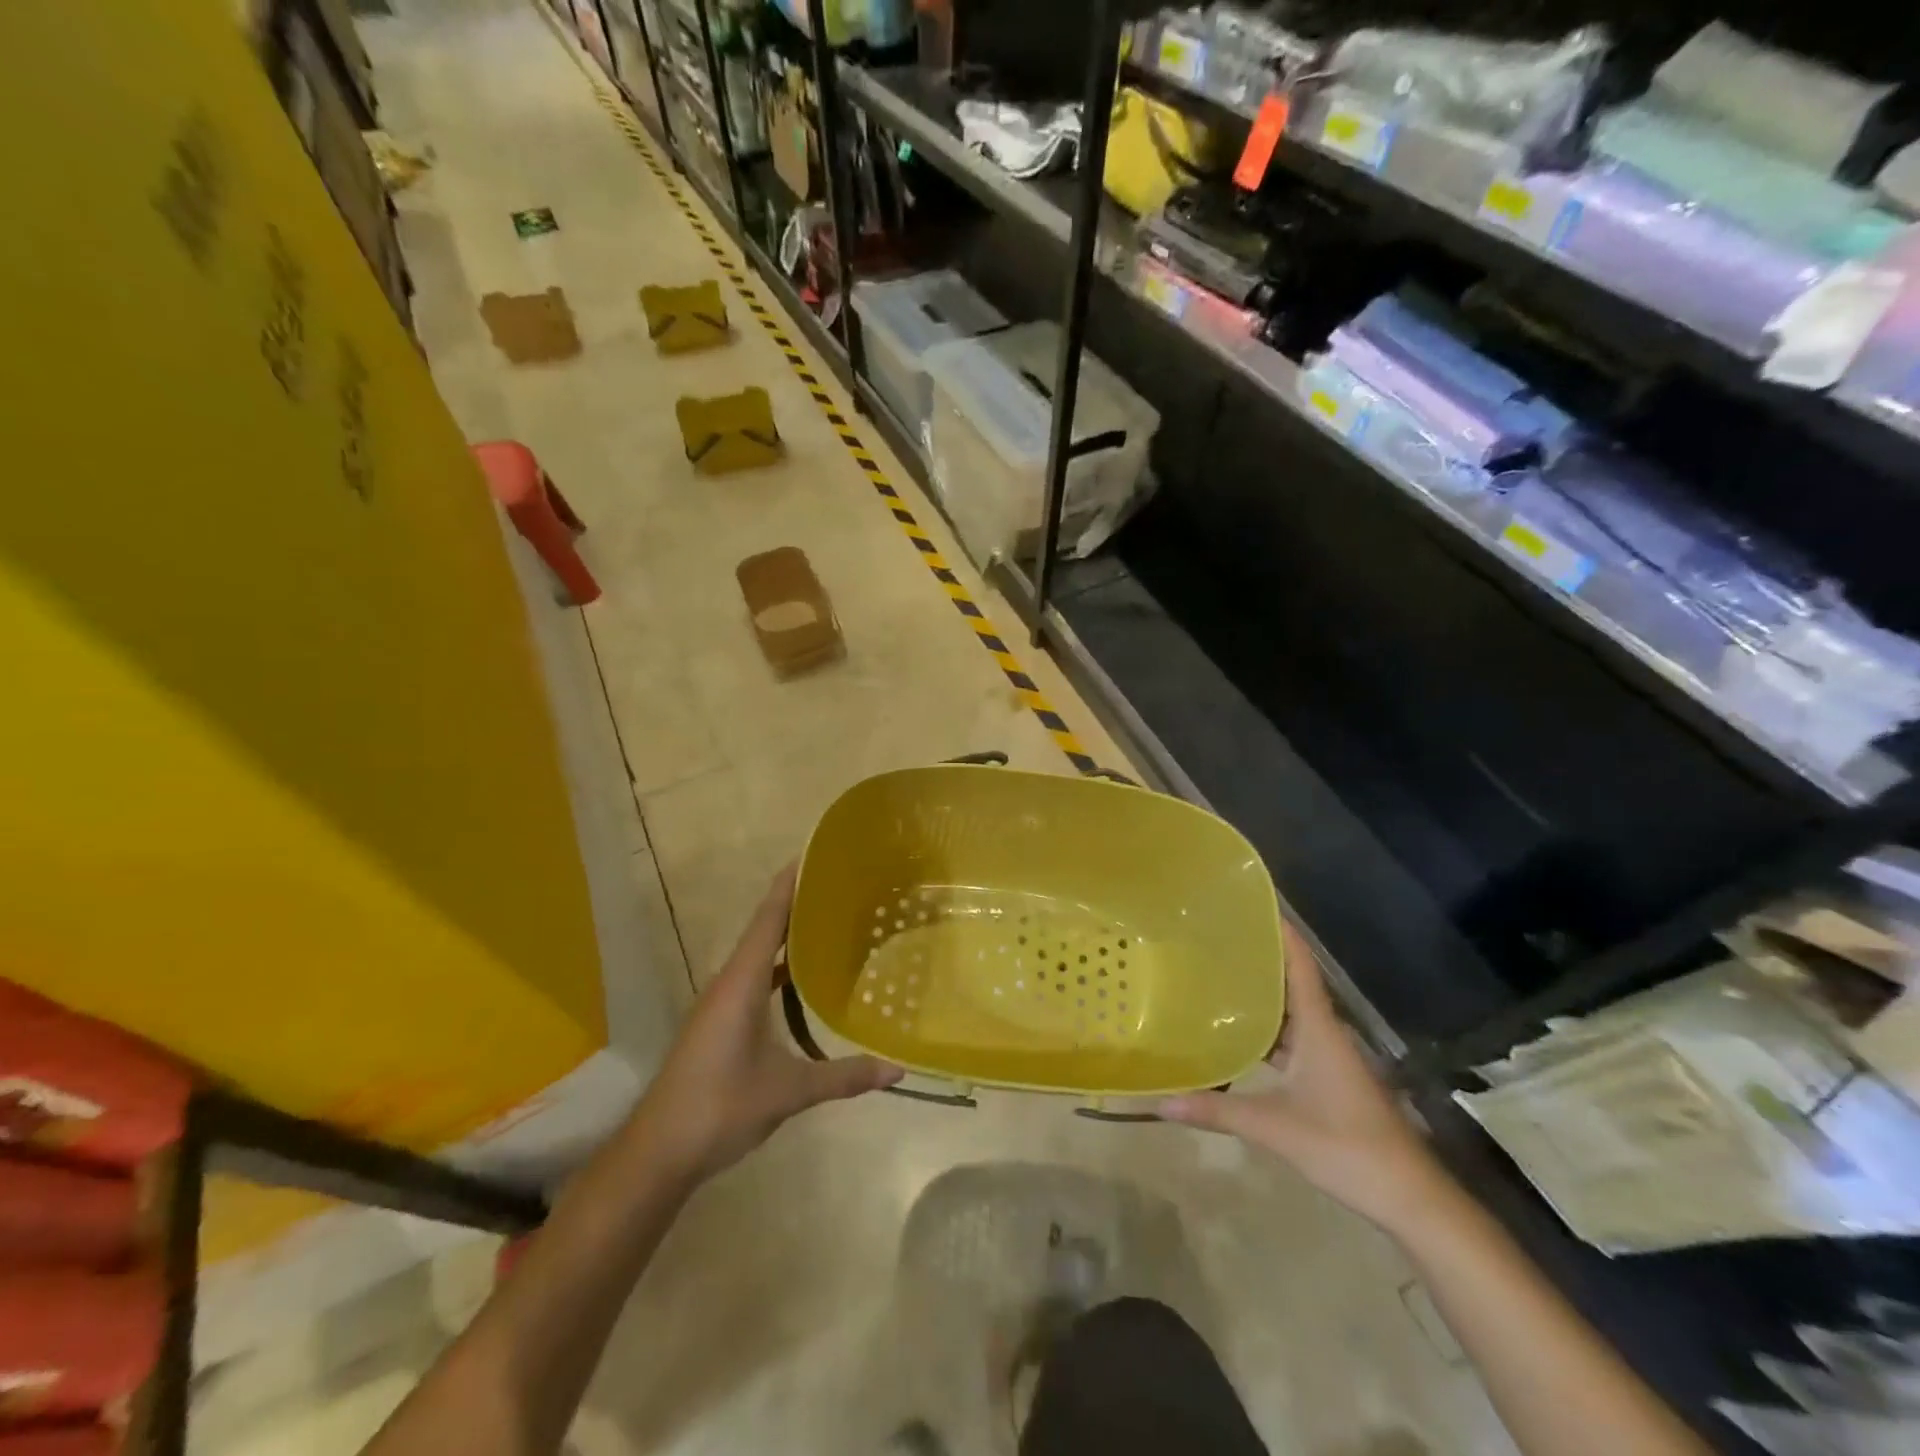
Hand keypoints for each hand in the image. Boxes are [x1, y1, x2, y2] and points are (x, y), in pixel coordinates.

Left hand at [634, 867, 900, 1183]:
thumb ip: (843, 1077)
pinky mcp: (717, 1023)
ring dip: (787, 936)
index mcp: (742, 983)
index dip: (789, 885)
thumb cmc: (720, 1107)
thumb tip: (898, 1069)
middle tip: (838, 886)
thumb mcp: (788, 1091)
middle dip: (796, 904)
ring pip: (758, 956)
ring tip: (827, 923)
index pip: (769, 919)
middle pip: (764, 930)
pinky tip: (801, 980)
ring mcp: (719, 1003)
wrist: (657, 1152)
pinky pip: (753, 978)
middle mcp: (728, 983)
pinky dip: (778, 968)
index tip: (813, 854)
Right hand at [1159, 924, 1450, 1233]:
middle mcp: (1325, 1033)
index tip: (1251, 904)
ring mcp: (1329, 1057)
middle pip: (1292, 982)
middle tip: (1214, 939)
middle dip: (1258, 959)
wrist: (1409, 1197)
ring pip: (1290, 1013)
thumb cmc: (1346, 1147)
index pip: (1300, 965)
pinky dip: (1266, 1031)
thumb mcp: (1275, 1128)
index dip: (1281, 932)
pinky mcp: (1328, 1080)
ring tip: (1217, 978)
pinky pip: (1291, 1040)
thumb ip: (1217, 1111)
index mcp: (1319, 1028)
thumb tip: (1160, 1101)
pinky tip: (1237, 1035)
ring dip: (1261, 996)